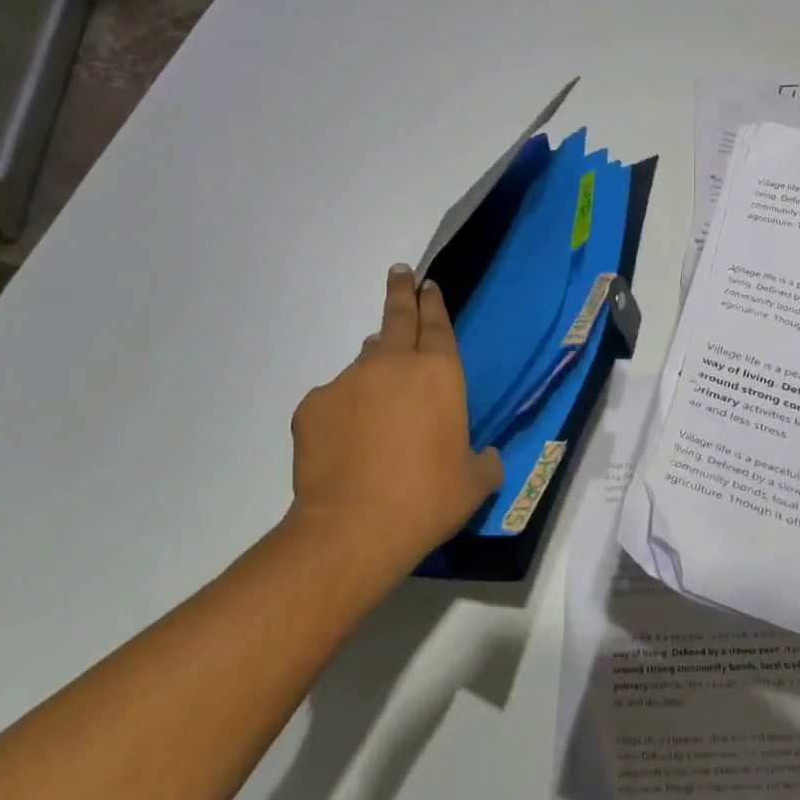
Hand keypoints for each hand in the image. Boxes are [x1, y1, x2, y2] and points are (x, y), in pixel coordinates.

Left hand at [287, 266, 502, 579]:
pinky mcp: (314, 404)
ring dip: (374, 368)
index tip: (427, 283)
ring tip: (377, 398)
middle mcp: (393, 363)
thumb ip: (485, 461)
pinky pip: (334, 400)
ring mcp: (349, 380)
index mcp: (439, 373)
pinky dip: (343, 412)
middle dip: (400, 291)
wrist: (353, 527)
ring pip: (365, 362)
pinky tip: (346, 444)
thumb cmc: (427, 499)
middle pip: (397, 315)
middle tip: (400, 272)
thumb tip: (486, 456)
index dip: (433, 301)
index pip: (437, 324)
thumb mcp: (474, 483)